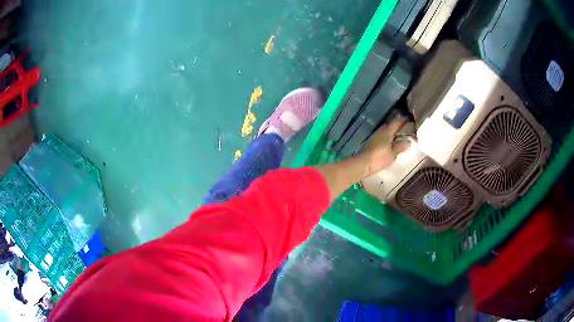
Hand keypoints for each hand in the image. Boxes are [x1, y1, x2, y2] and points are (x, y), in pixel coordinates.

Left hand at [358, 118, 409, 176]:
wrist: (362, 163)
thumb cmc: (379, 158)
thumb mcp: (392, 154)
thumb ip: (399, 147)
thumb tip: (407, 142)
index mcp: (387, 132)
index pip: (396, 123)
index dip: (402, 120)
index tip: (408, 118)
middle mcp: (380, 131)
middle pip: (389, 125)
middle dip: (396, 124)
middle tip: (404, 126)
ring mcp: (374, 136)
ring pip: (384, 130)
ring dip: (391, 130)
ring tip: (398, 133)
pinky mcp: (371, 142)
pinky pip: (381, 135)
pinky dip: (386, 136)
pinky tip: (389, 140)